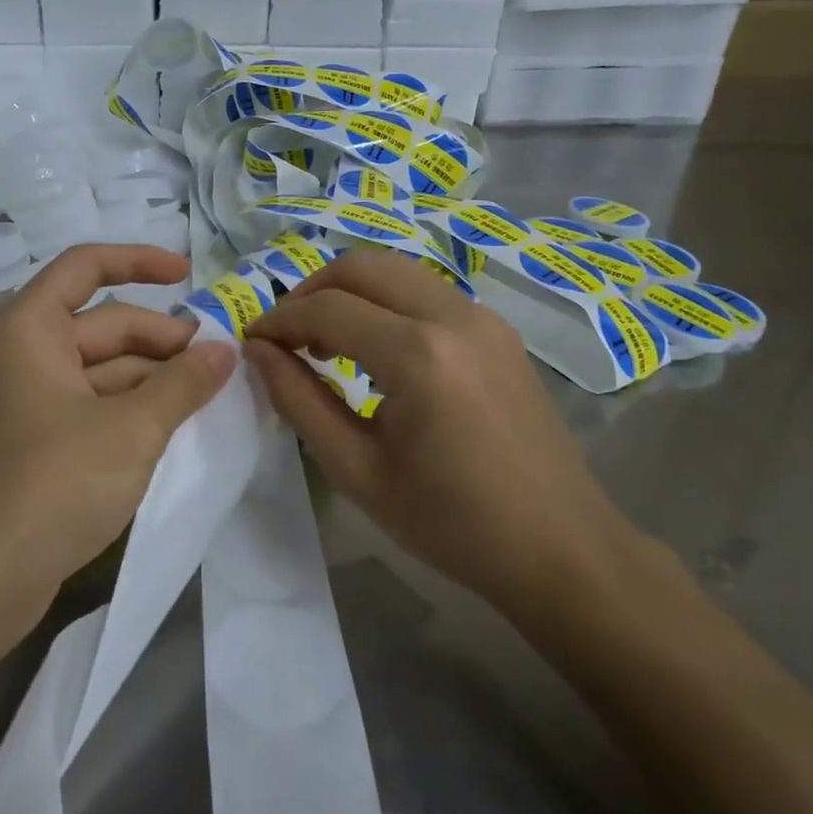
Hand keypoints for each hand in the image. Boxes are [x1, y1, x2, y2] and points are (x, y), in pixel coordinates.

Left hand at [0, 244, 236, 625]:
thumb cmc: (54, 483)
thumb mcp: (132, 428)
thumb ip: (183, 383)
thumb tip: (226, 351)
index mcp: (29, 327)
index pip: (86, 266)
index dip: (140, 262)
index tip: (190, 276)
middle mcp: (24, 351)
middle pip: (104, 323)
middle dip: (162, 338)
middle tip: (220, 360)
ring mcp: (31, 397)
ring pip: (104, 367)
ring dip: (155, 376)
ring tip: (210, 392)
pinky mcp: (40, 438)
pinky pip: (96, 402)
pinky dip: (135, 405)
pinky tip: (178, 421)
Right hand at [243, 248, 639, 619]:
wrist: (561, 548)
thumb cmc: (452, 523)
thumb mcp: (357, 470)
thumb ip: (299, 400)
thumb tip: (258, 351)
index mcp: (419, 355)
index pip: (326, 309)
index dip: (278, 320)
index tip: (251, 342)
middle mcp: (453, 316)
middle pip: (360, 266)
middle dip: (310, 292)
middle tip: (286, 337)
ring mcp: (482, 316)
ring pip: (394, 270)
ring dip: (349, 293)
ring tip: (326, 343)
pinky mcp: (498, 328)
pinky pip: (425, 291)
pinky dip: (385, 303)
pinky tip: (376, 350)